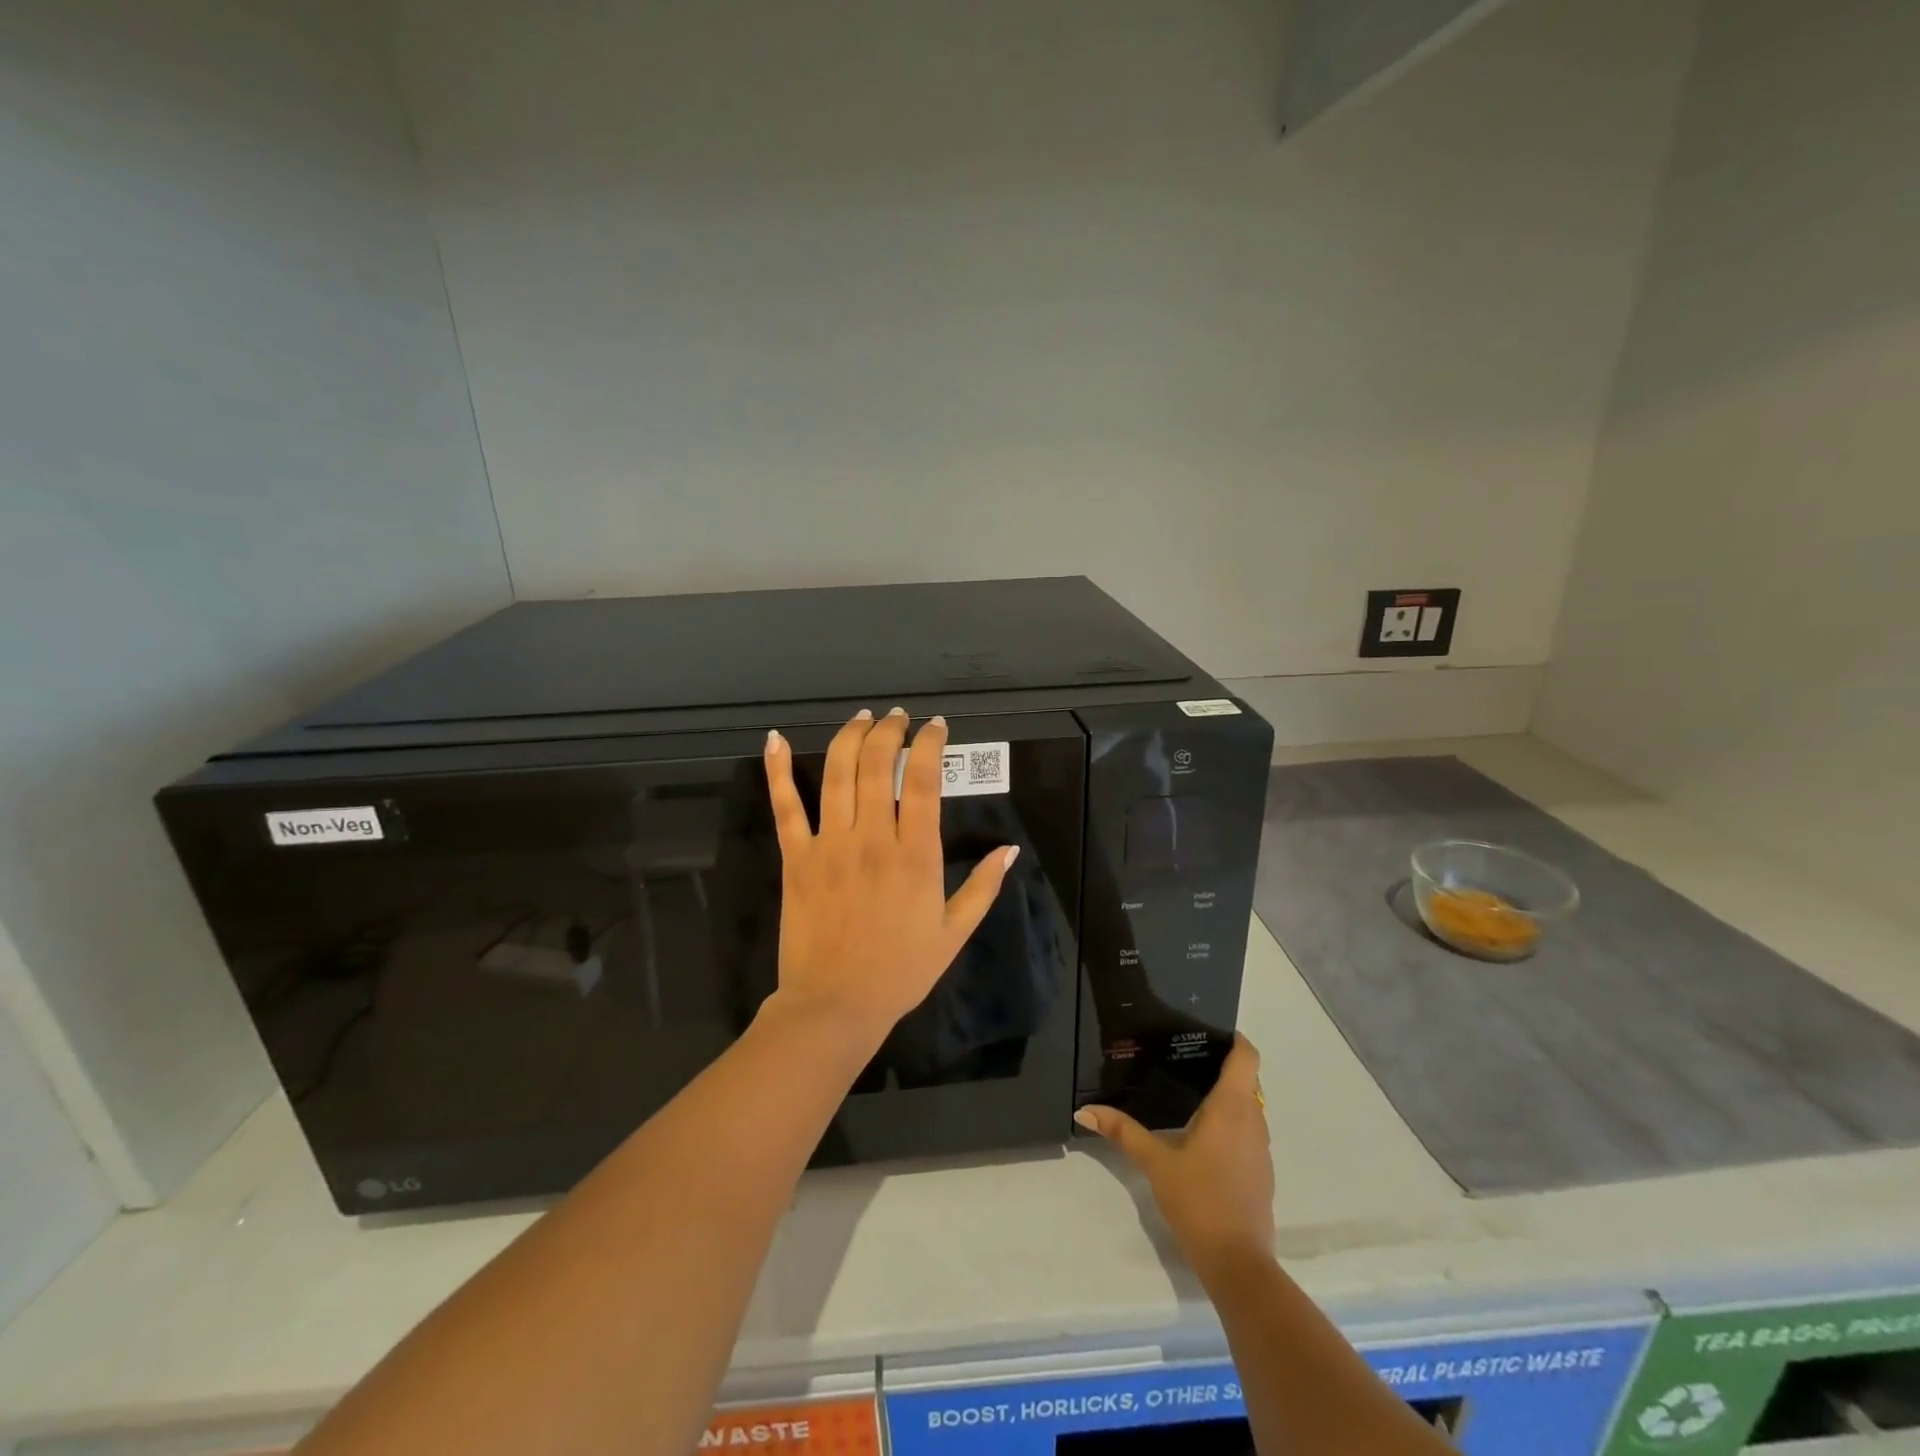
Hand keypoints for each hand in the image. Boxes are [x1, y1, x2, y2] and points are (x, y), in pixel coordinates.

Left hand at [762, 707, 1016, 1050]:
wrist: (836, 1005)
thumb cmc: (900, 971)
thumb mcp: (953, 933)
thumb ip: (983, 887)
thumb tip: (1009, 849)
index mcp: (916, 855)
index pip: (925, 780)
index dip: (930, 744)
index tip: (934, 726)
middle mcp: (873, 838)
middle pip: (879, 765)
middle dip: (890, 731)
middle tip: (897, 717)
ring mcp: (830, 844)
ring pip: (838, 774)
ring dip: (849, 737)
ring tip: (862, 718)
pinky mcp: (795, 857)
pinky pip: (785, 806)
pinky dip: (777, 770)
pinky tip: (775, 739)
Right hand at [1074, 1034, 1274, 1285]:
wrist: (1238, 1264)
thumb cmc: (1198, 1200)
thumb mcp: (1155, 1163)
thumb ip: (1122, 1132)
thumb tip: (1084, 1111)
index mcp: (1231, 1108)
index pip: (1247, 1057)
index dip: (1234, 1039)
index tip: (1209, 1031)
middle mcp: (1253, 1120)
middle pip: (1247, 1079)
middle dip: (1222, 1065)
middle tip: (1184, 1057)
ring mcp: (1261, 1148)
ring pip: (1249, 1106)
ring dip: (1227, 1095)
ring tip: (1188, 1090)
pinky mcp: (1261, 1171)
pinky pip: (1249, 1130)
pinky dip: (1231, 1121)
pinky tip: (1202, 1134)